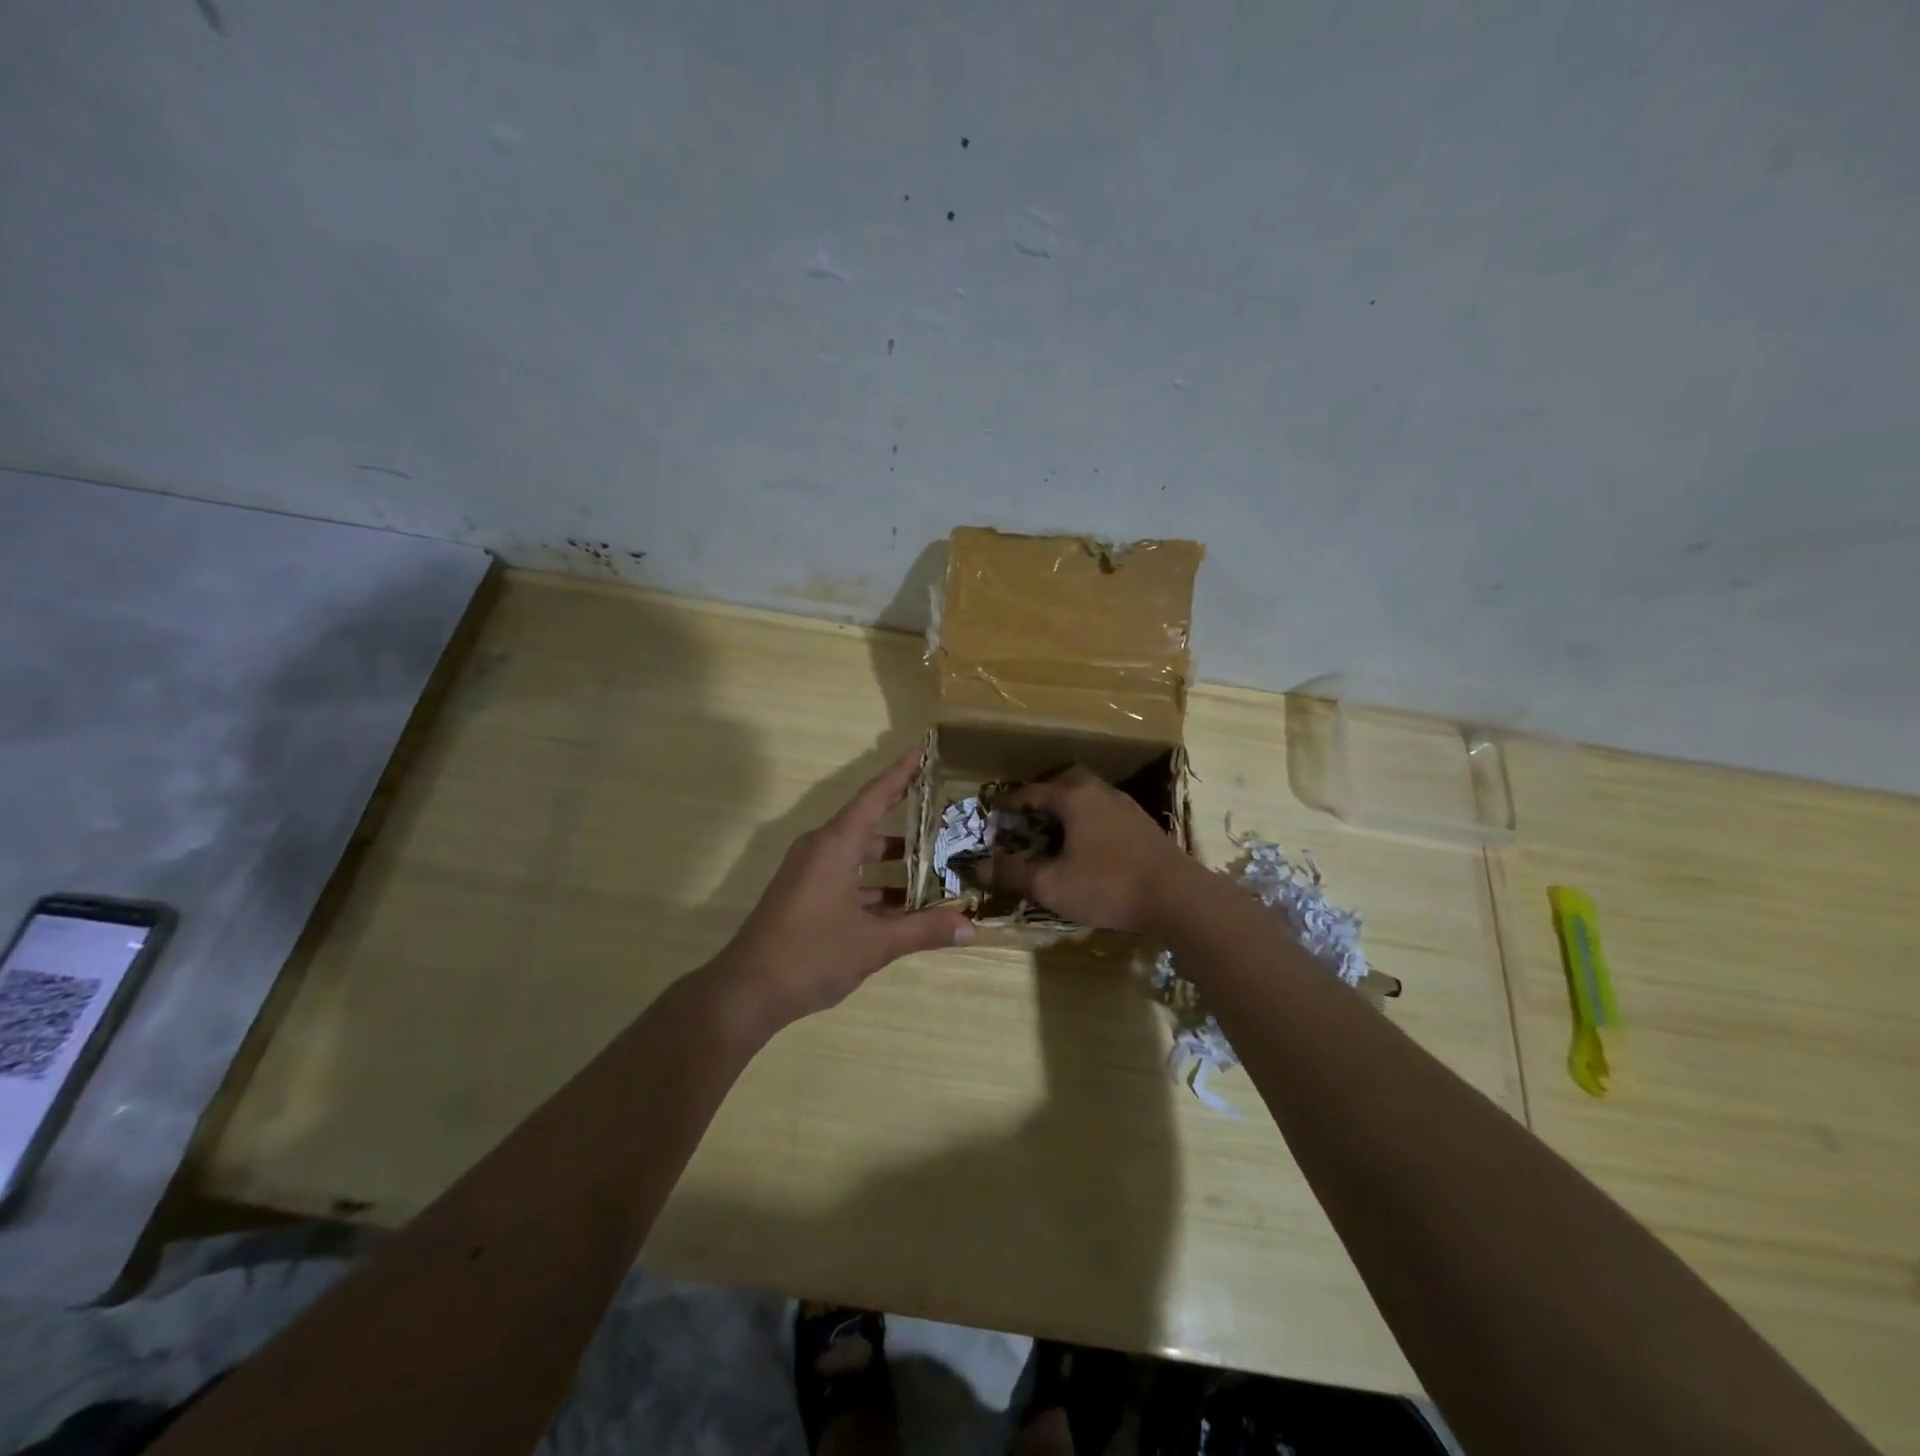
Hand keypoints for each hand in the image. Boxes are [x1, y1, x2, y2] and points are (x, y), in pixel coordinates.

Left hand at [713, 748, 973, 1028]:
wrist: (747, 991)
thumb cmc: (811, 955)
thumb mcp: (874, 943)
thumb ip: (924, 931)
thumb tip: (972, 928)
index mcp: (835, 845)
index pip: (874, 796)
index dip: (901, 773)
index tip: (923, 752)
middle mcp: (820, 849)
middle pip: (868, 822)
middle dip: (904, 817)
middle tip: (942, 810)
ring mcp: (809, 872)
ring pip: (857, 854)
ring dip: (891, 860)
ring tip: (934, 862)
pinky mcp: (804, 894)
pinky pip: (845, 876)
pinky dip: (873, 884)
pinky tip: (902, 905)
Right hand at [982, 766, 1196, 931]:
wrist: (1178, 897)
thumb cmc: (1107, 885)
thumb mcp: (1052, 885)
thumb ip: (1014, 873)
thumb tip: (980, 867)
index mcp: (1074, 797)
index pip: (1033, 791)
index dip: (1010, 801)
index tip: (994, 811)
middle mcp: (1101, 792)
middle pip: (1066, 780)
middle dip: (1044, 794)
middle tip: (1028, 815)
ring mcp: (1127, 807)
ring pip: (1090, 795)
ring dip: (1069, 807)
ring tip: (1056, 831)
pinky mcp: (1144, 826)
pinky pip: (1106, 812)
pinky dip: (1089, 820)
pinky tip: (1088, 846)